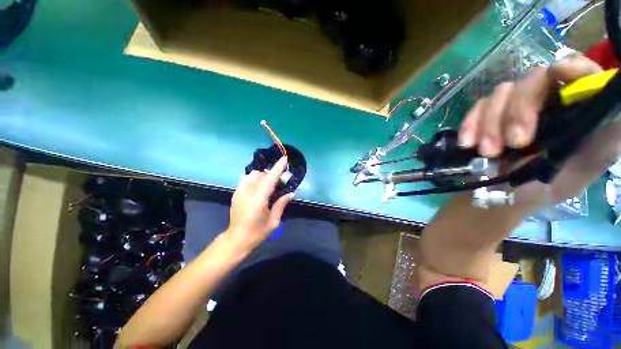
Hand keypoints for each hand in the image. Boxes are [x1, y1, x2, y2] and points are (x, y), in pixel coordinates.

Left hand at [224, 157, 294, 253]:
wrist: (236, 239)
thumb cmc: (257, 232)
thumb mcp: (274, 221)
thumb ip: (281, 204)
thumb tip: (291, 193)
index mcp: (259, 199)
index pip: (270, 179)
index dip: (278, 168)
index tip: (284, 158)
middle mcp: (248, 192)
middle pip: (261, 174)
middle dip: (272, 174)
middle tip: (280, 182)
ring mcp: (240, 192)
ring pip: (252, 174)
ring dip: (262, 176)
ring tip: (268, 185)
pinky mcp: (236, 193)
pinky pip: (246, 179)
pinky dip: (254, 179)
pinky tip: (258, 187)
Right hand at [458, 56, 620, 205]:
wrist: (502, 195)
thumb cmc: (547, 186)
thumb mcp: (585, 167)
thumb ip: (606, 136)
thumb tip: (616, 106)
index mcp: (576, 108)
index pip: (580, 72)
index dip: (571, 67)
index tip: (558, 74)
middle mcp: (546, 99)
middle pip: (533, 79)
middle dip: (519, 110)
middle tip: (514, 143)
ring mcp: (513, 106)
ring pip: (501, 93)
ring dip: (490, 123)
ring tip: (487, 152)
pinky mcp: (487, 116)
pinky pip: (477, 108)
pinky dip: (470, 124)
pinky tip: (468, 143)